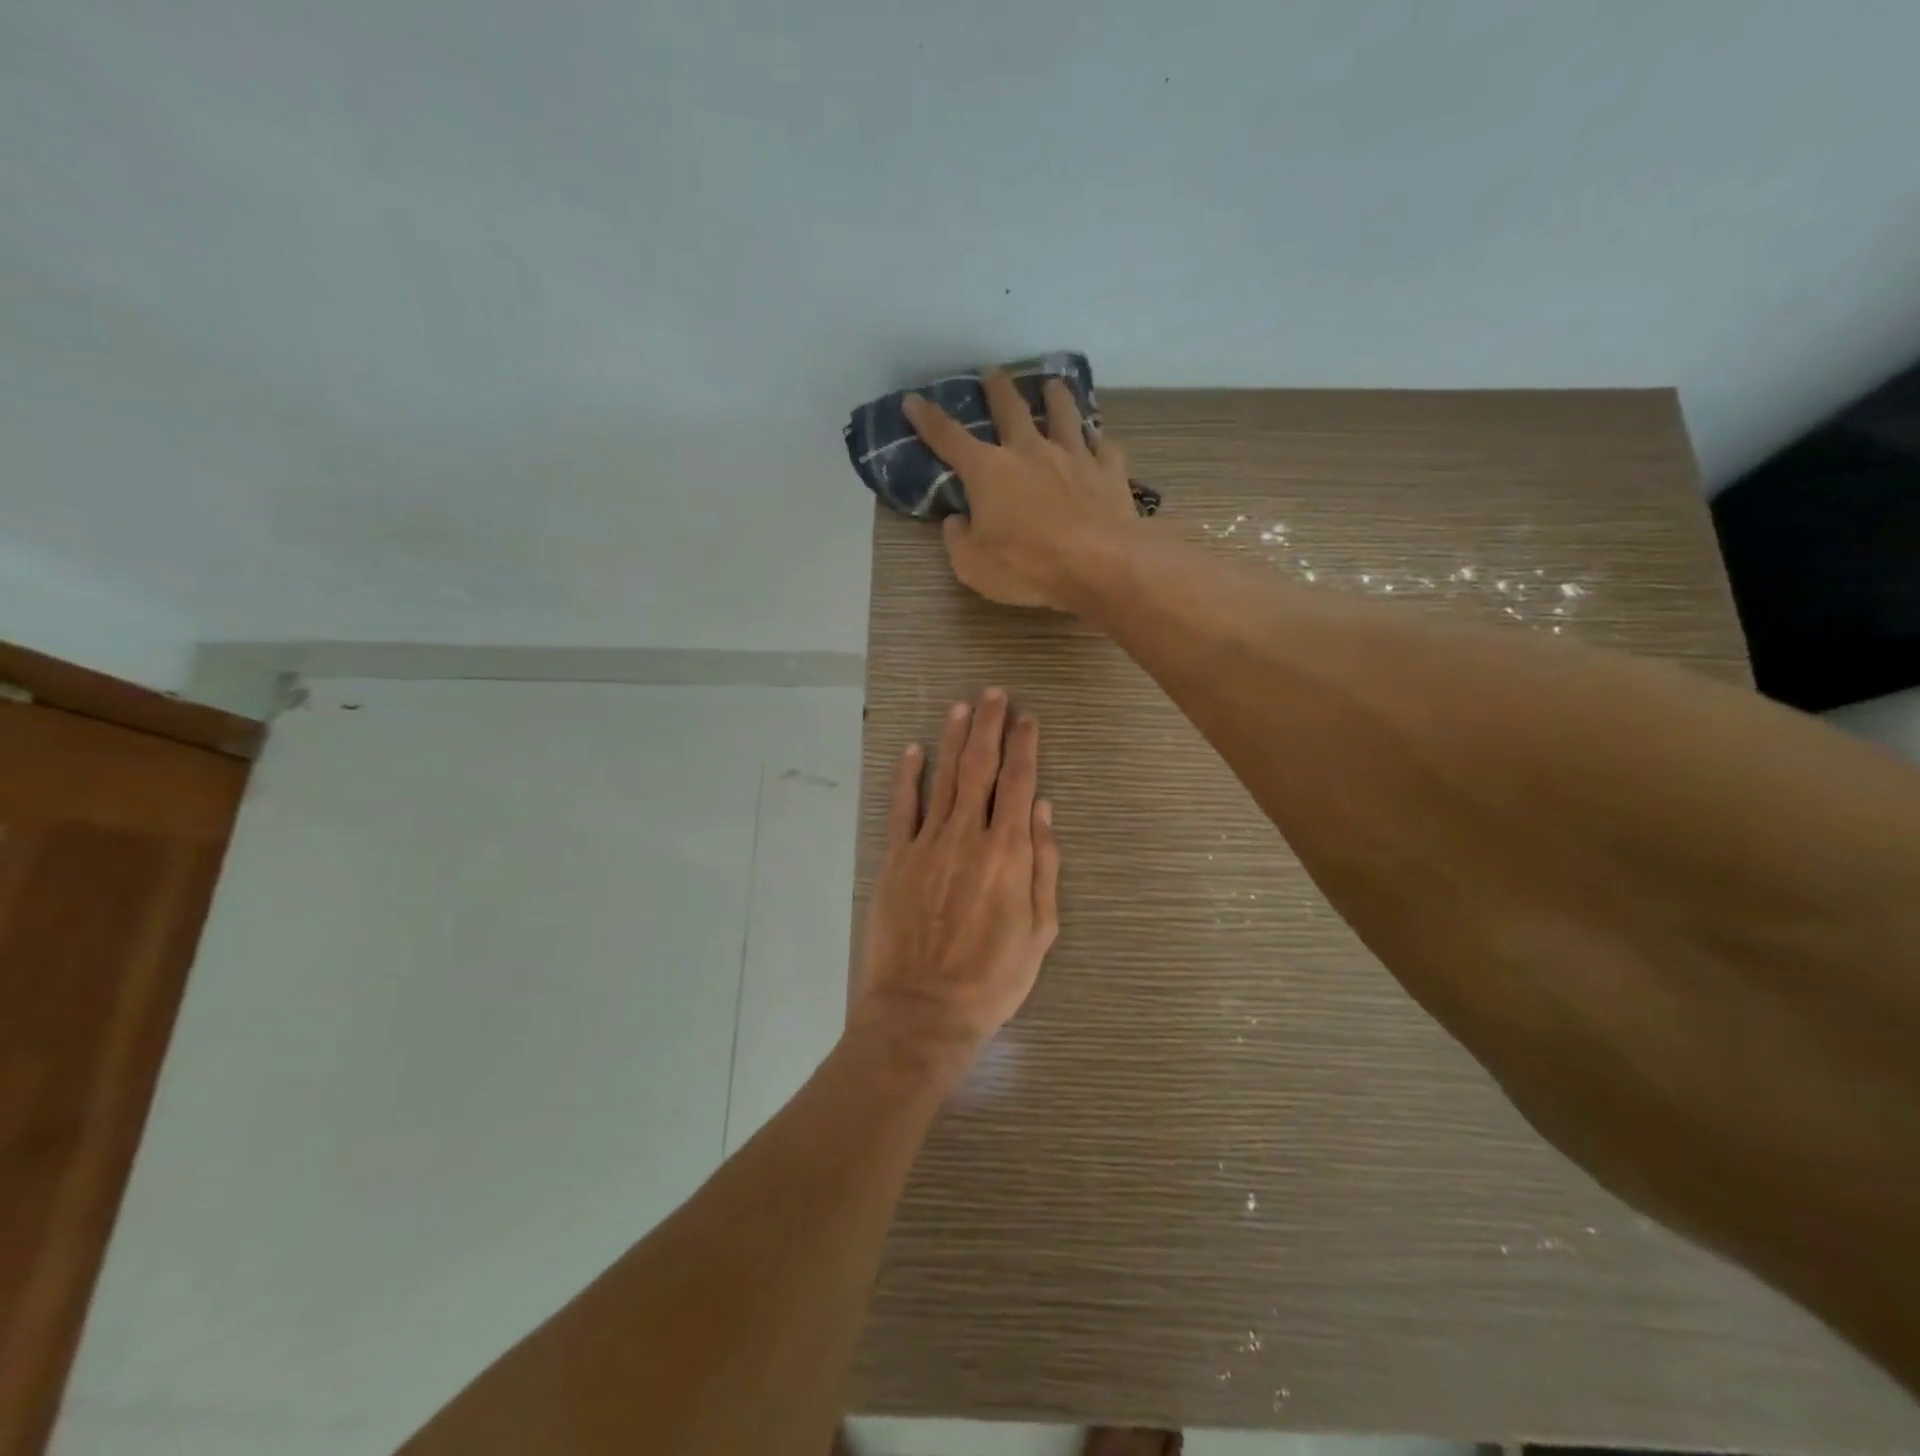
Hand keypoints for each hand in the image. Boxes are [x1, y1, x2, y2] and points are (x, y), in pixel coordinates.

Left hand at [853, 688, 1060, 1072]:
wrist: (925, 1008)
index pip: (1020, 783)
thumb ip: (1044, 865)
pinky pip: (902, 807)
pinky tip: (911, 750)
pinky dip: (907, 776)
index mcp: (1009, 851)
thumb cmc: (994, 976)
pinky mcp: (896, 858)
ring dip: (953, 738)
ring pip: (944, 777)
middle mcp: (968, 835)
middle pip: (981, 767)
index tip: (1029, 718)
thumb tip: (1044, 809)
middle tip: (995, 693)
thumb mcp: (1040, 929)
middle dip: (990, 726)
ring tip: (962, 706)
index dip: (1025, 746)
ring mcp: (928, 843)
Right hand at [903, 371, 1140, 610]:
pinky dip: (1098, 442)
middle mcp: (1030, 451)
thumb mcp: (973, 565)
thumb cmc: (1029, 567)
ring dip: (1056, 397)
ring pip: (1063, 414)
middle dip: (997, 389)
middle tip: (993, 373)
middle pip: (1011, 409)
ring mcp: (1074, 456)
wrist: (1101, 565)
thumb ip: (958, 539)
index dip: (927, 419)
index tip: (913, 400)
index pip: (949, 438)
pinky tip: (1098, 441)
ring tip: (1053, 386)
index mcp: (989, 471)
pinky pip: (1103, 447)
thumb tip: (957, 520)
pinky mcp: (1109, 471)